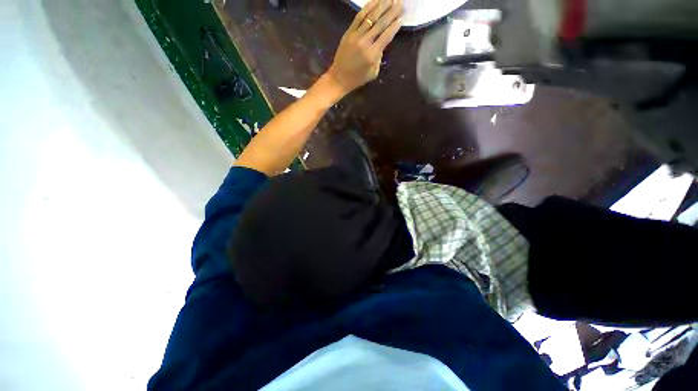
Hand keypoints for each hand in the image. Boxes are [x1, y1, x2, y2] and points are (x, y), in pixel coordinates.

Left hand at [325, 0, 403, 96]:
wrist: (339, 78)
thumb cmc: (357, 78)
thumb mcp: (373, 73)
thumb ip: (379, 58)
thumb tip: (381, 44)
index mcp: (372, 55)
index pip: (386, 36)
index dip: (395, 26)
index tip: (402, 17)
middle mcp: (365, 42)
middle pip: (381, 23)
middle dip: (392, 12)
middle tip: (400, 3)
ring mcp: (356, 36)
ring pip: (371, 17)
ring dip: (382, 6)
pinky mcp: (349, 32)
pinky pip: (359, 17)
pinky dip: (368, 7)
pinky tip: (375, 0)